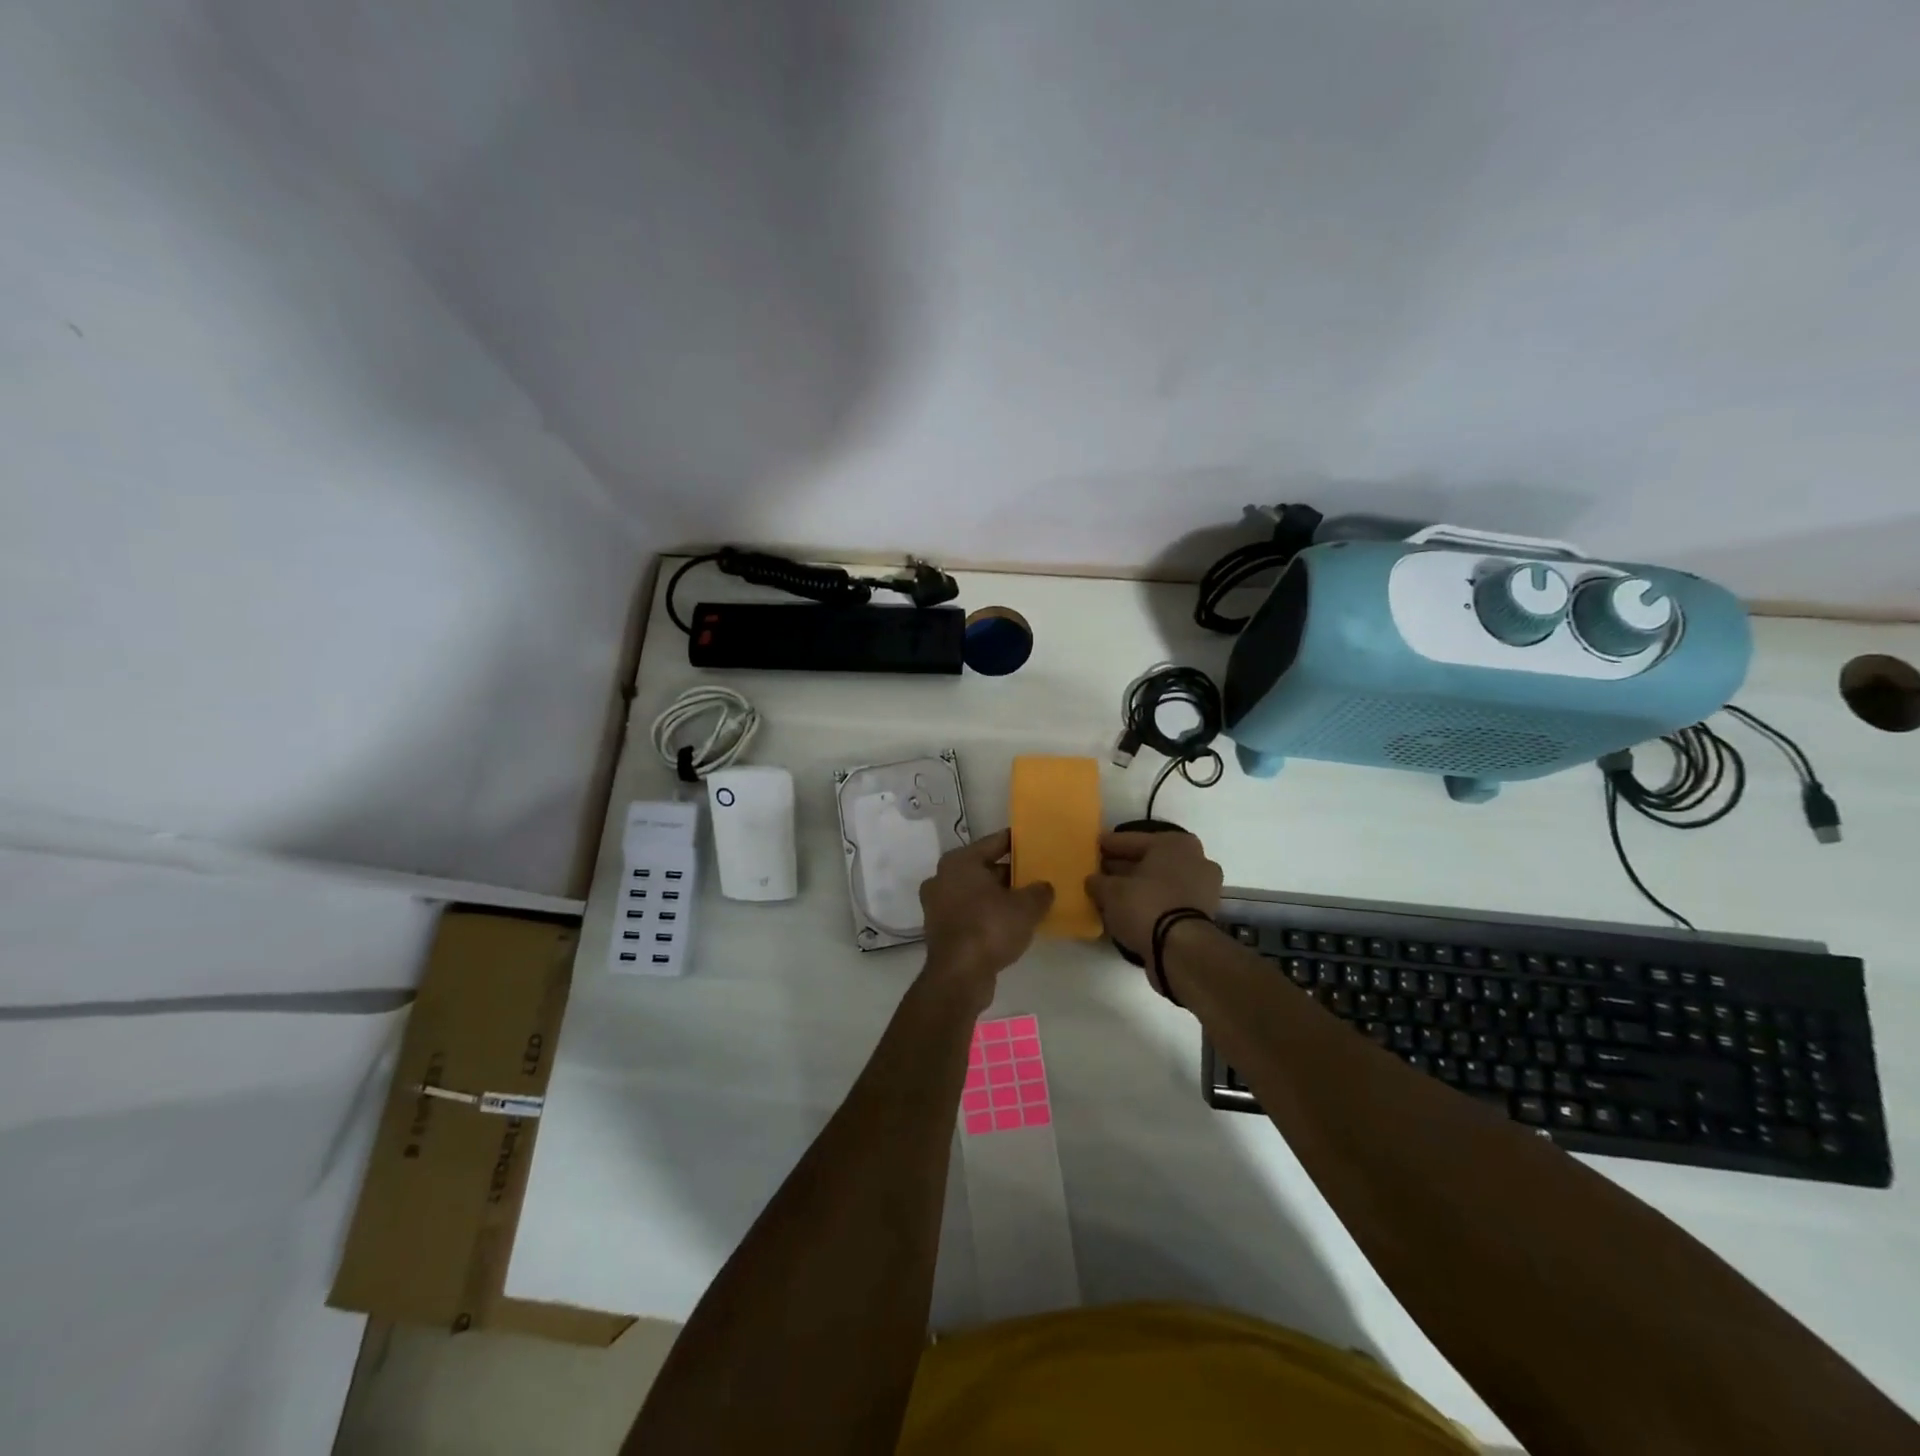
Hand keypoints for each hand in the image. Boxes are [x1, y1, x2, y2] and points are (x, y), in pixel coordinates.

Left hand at [919, 830, 1053, 999]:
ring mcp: (937, 904)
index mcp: (959, 861)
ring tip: (1026, 901)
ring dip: (997, 896)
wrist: (959, 975)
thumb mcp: (1026, 907)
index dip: (1016, 842)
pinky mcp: (939, 929)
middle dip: (1008, 873)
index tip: (1035, 842)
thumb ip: (1039, 891)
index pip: (994, 842)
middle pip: (983, 867)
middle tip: (1035, 876)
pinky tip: (1009, 924)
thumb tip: (1044, 887)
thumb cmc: (990, 928)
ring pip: (975, 892)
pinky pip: (969, 912)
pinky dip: (986, 914)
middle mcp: (942, 877)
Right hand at [1085, 830, 1223, 960]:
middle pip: (1149, 860)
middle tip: (1100, 871)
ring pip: (1160, 881)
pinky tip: (1129, 910)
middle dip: (1125, 866)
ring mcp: (1203, 887)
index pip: (1132, 840)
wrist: (1181, 950)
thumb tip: (1094, 881)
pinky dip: (1151, 902)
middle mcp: (1195, 859)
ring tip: (1111, 893)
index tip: (1093, 847)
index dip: (1109, 845)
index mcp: (1175, 843)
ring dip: (1138, 886)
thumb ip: (1098, 882)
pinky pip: (1168, 900)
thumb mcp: (1111, 891)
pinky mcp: (1203, 914)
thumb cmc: (1146, 906)